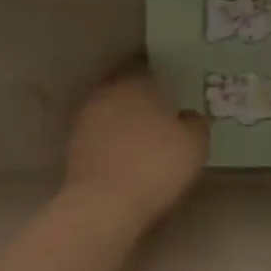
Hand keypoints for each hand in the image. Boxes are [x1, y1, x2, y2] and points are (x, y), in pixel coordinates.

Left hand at [64, 60, 208, 228]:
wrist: (104, 205)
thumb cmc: (155, 165)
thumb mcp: (194, 144)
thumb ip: (196, 123)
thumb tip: (190, 116)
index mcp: (134, 82)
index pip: (145, 65)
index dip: (160, 73)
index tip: (173, 84)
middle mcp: (106, 93)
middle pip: (125, 87)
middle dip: (141, 97)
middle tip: (162, 111)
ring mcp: (85, 120)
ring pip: (111, 110)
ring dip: (125, 119)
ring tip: (145, 136)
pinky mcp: (74, 147)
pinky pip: (100, 135)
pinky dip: (113, 141)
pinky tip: (127, 156)